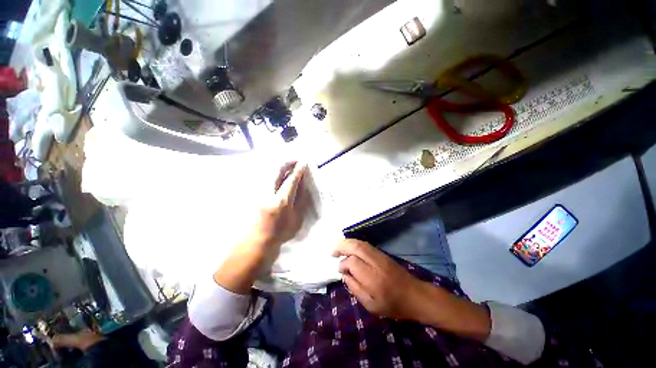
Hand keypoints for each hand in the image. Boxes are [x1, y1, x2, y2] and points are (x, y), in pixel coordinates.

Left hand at [250, 161, 309, 250]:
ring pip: (270, 173)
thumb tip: (303, 184)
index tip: (304, 163)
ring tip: (289, 165)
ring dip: (281, 167)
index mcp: (282, 201)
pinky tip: (280, 174)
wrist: (260, 240)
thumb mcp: (297, 218)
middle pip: (277, 172)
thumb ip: (301, 200)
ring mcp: (261, 193)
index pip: (291, 181)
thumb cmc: (282, 232)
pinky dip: (274, 173)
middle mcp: (269, 194)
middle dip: (287, 164)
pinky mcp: (256, 194)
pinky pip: (266, 178)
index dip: (298, 170)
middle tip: (296, 160)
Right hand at [333, 239, 424, 319]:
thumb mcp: (371, 305)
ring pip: (361, 243)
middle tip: (332, 251)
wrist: (415, 295)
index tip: (339, 270)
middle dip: (342, 246)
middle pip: (356, 247)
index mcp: (373, 278)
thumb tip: (344, 274)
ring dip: (347, 243)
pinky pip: (366, 245)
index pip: (352, 262)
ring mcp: (380, 256)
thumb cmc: (393, 305)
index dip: (343, 264)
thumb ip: (355, 288)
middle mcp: (376, 262)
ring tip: (338, 247)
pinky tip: (350, 247)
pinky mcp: (383, 253)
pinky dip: (355, 243)